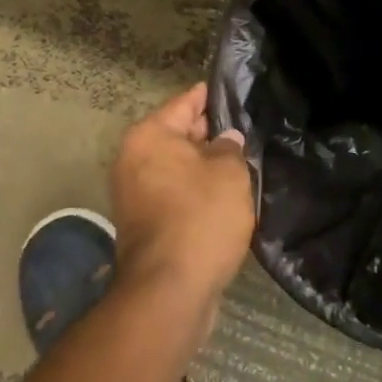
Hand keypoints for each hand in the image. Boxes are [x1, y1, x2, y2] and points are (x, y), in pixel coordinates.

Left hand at [110, 83, 254, 314]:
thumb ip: (230, 148)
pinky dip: (196, 191)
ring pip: (178, 167)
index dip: (212, 95)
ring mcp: (135, 195)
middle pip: (179, 135)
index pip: (185, 102)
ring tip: (242, 161)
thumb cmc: (200, 218)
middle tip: (246, 128)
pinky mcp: (144, 224)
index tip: (235, 90)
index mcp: (149, 136)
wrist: (169, 292)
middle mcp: (134, 160)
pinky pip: (175, 193)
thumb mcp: (229, 174)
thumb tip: (226, 141)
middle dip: (210, 132)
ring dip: (205, 166)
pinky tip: (226, 195)